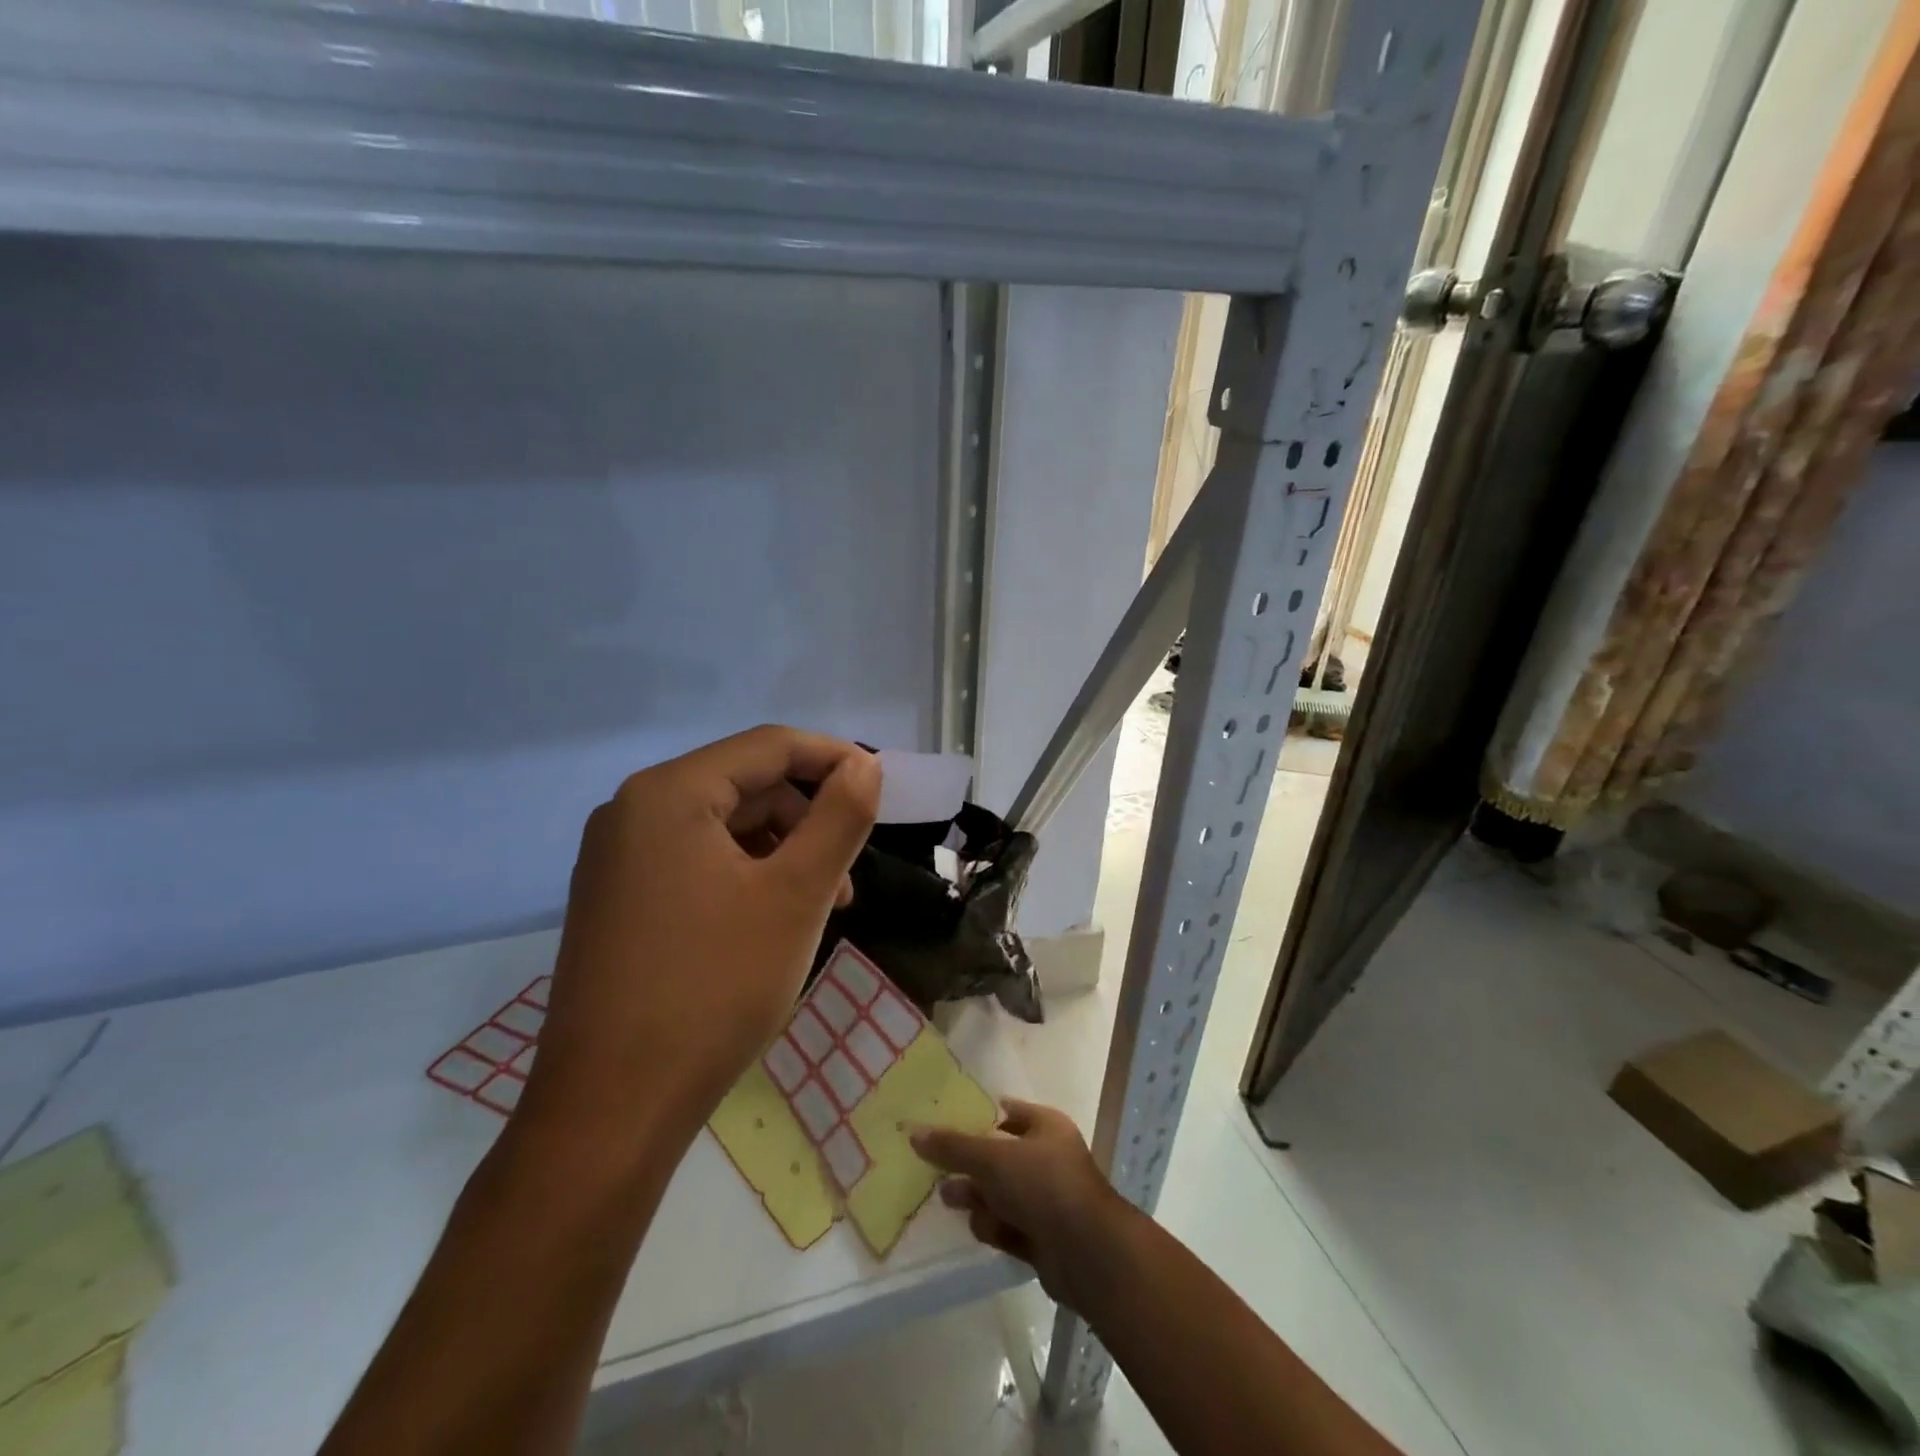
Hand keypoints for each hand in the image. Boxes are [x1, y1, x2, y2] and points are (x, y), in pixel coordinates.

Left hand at [522, 726, 880, 1153]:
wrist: (611, 1109)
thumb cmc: (714, 987)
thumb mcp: (797, 894)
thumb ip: (840, 817)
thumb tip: (865, 764)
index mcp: (668, 793)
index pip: (769, 746)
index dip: (833, 759)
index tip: (881, 789)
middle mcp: (632, 812)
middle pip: (744, 784)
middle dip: (808, 817)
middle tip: (850, 872)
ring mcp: (617, 860)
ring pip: (723, 827)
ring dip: (782, 851)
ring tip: (821, 905)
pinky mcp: (617, 902)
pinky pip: (696, 863)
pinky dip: (745, 877)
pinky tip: (772, 922)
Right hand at [912, 1100, 1132, 1307]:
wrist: (1087, 1253)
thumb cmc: (1043, 1185)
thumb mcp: (992, 1158)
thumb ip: (953, 1146)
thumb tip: (914, 1132)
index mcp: (1046, 1126)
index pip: (1009, 1112)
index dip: (979, 1116)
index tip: (946, 1122)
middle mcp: (1048, 1159)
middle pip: (1000, 1156)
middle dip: (970, 1164)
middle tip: (938, 1168)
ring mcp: (1046, 1200)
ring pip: (1001, 1193)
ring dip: (978, 1197)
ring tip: (950, 1200)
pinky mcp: (1042, 1237)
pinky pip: (1008, 1225)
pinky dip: (994, 1227)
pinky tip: (983, 1230)